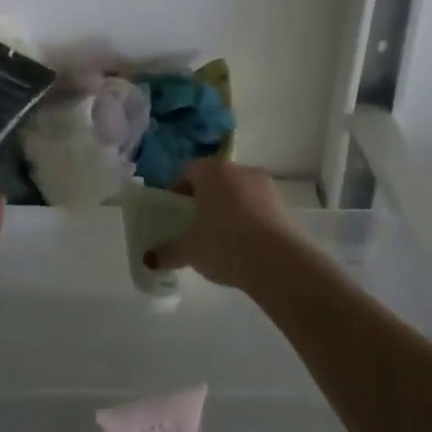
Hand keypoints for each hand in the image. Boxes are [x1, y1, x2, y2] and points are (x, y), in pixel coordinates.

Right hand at [148, 158, 297, 292]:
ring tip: (220, 236)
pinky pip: (256, 206)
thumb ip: (167, 251)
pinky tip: (243, 243)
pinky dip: (247, 218)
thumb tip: (148, 259)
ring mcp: (264, 185)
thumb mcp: (189, 251)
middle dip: (203, 198)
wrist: (278, 262)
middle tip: (194, 223)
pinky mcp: (283, 205)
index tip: (173, 212)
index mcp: (210, 171)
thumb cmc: (224, 244)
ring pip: (237, 191)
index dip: (177, 190)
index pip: (187, 171)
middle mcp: (238, 169)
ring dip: (227, 207)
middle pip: (214, 179)